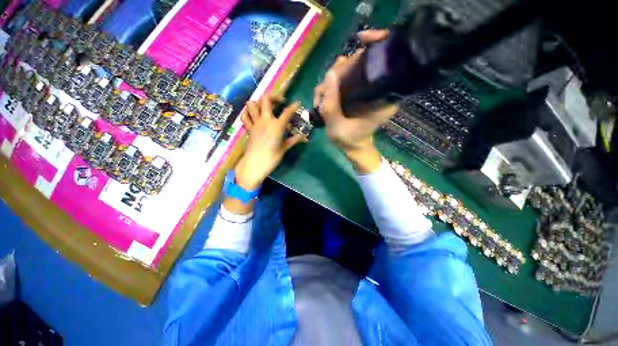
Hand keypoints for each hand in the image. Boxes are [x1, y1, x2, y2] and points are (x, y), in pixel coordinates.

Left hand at [235, 94, 307, 189]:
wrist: (254, 165)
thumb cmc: (271, 158)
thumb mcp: (284, 149)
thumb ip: (294, 140)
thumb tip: (305, 138)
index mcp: (277, 126)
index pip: (287, 112)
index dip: (294, 106)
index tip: (297, 103)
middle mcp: (265, 120)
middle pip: (267, 100)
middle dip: (274, 96)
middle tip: (280, 101)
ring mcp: (255, 123)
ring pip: (252, 104)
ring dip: (259, 101)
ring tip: (266, 106)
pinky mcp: (248, 128)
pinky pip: (245, 116)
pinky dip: (248, 112)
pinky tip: (254, 114)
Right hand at [313, 30, 397, 173]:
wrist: (355, 148)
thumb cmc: (349, 141)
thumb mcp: (336, 127)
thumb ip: (331, 104)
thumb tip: (329, 74)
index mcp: (383, 98)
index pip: (380, 63)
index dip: (369, 49)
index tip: (353, 49)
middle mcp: (380, 90)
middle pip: (361, 64)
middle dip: (338, 73)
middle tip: (324, 92)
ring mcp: (369, 91)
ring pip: (351, 71)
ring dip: (332, 80)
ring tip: (321, 98)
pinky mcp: (360, 93)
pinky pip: (346, 80)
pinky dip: (333, 85)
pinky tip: (324, 96)